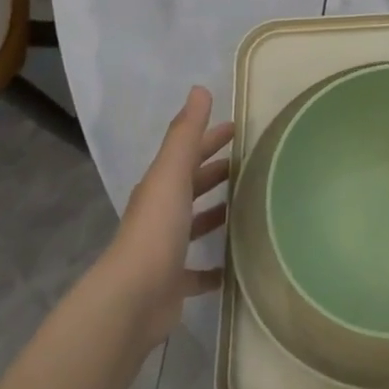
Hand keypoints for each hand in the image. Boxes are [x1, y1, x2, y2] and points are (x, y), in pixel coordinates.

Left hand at [105, 87, 233, 348]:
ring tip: (253, 206)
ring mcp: (167, 250)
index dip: (212, 138)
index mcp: (160, 187)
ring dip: (218, 213)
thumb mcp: (171, 174)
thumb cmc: (156, 230)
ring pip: (196, 224)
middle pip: (192, 186)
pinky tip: (239, 262)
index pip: (189, 153)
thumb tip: (199, 89)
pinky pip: (201, 269)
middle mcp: (161, 214)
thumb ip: (186, 134)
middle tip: (255, 163)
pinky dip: (217, 264)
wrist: (133, 299)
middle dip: (218, 172)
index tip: (241, 128)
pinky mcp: (175, 282)